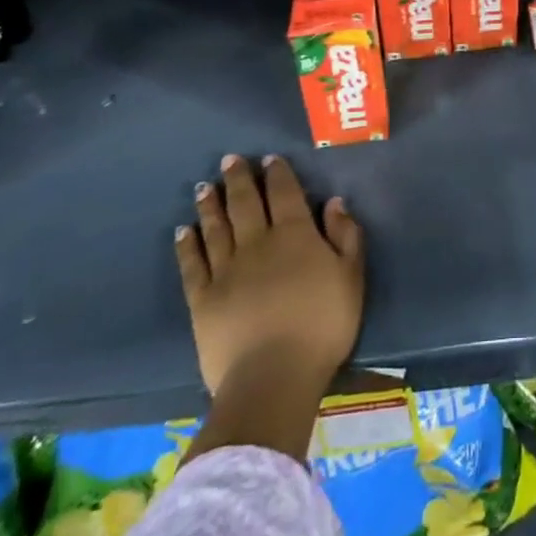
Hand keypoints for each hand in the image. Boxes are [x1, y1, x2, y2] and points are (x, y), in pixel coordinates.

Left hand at [174, 154, 364, 396]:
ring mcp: (226, 270)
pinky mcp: (203, 299)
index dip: (277, 173)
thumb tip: (334, 202)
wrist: (273, 377)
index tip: (268, 159)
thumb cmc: (322, 325)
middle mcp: (257, 242)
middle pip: (245, 202)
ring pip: (216, 227)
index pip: (284, 193)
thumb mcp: (352, 277)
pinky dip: (187, 245)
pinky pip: (193, 264)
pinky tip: (183, 231)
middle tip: (229, 160)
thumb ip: (346, 236)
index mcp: (295, 234)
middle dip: (238, 178)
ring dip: (210, 204)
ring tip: (203, 187)